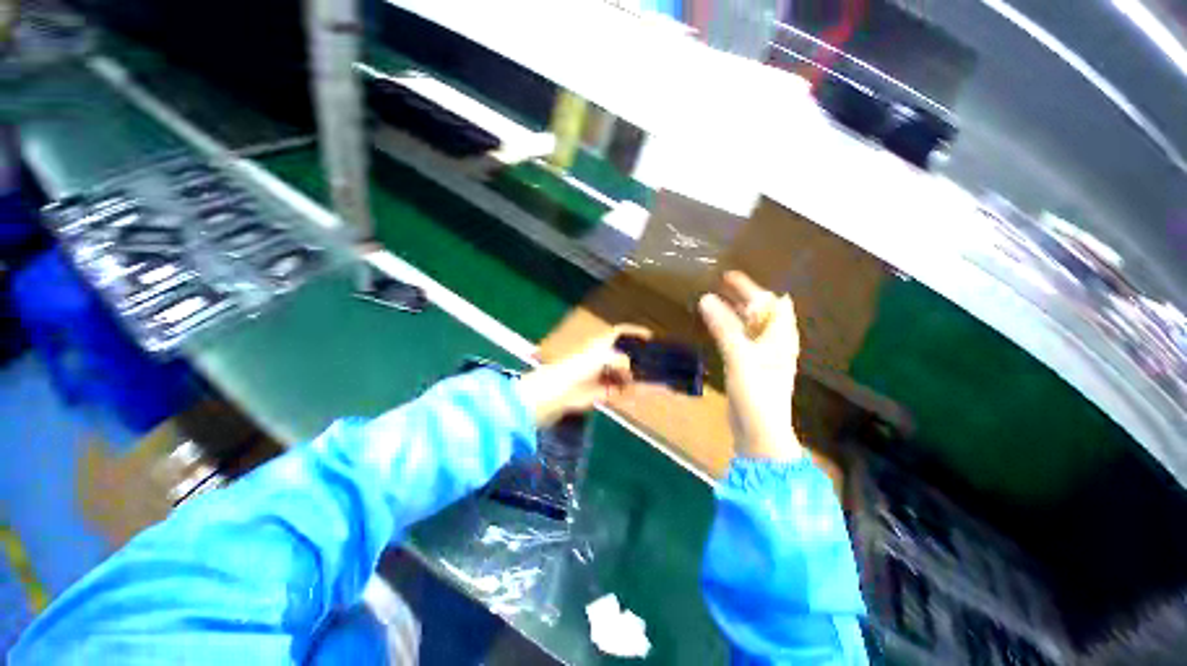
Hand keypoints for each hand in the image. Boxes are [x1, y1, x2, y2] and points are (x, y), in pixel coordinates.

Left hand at [518, 325, 651, 427]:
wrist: (562, 390)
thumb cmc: (579, 365)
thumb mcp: (602, 356)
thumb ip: (621, 359)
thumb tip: (634, 369)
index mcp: (603, 344)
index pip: (621, 333)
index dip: (635, 333)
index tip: (651, 336)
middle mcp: (606, 357)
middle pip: (628, 355)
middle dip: (642, 358)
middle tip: (660, 360)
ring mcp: (607, 374)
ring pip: (629, 374)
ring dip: (642, 376)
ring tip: (661, 377)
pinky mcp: (607, 390)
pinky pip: (626, 389)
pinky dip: (638, 390)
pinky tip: (651, 390)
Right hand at [699, 271, 802, 460]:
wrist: (759, 430)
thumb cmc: (756, 392)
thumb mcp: (739, 356)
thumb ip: (724, 327)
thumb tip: (706, 298)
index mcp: (780, 335)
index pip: (770, 301)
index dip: (751, 286)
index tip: (728, 275)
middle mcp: (774, 342)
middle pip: (760, 311)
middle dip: (742, 295)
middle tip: (719, 281)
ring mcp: (762, 355)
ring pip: (749, 325)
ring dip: (734, 311)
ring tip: (714, 299)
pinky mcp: (750, 366)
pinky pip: (740, 339)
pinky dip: (729, 329)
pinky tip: (716, 327)